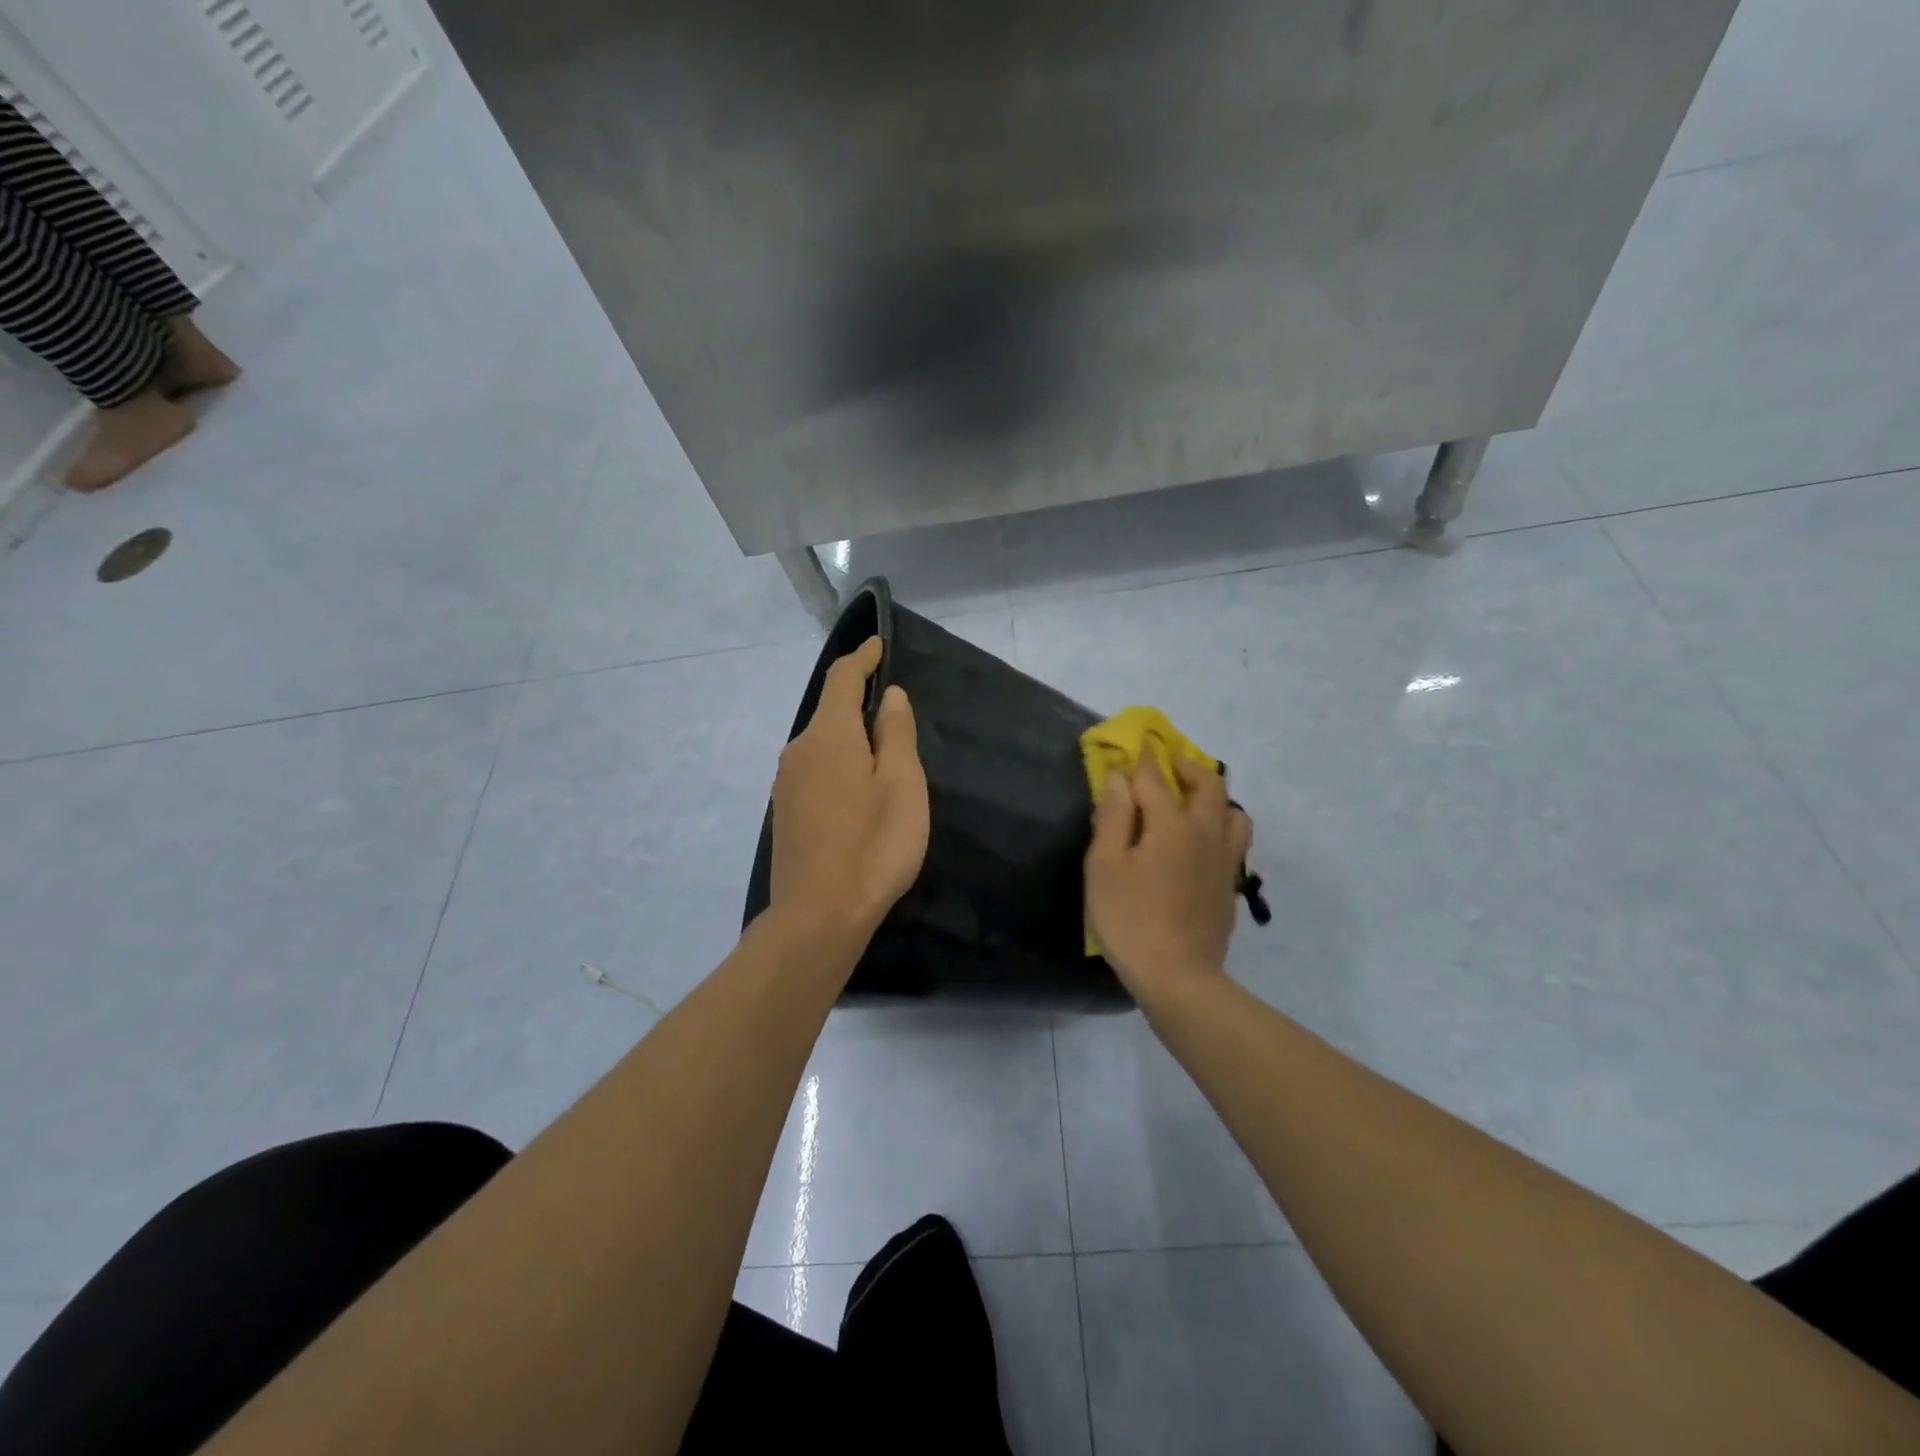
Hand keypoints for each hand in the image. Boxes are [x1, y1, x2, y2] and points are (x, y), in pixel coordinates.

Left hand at [769, 636, 929, 942]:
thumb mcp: (902, 784)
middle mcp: (799, 749)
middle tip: (896, 716)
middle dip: (859, 703)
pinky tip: (857, 790)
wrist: (818, 915)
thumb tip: (889, 696)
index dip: (862, 658)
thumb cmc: (873, 845)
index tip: (878, 646)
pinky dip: (838, 762)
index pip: (842, 678)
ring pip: (822, 742)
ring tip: (883, 757)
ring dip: (849, 738)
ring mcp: (786, 782)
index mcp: (829, 735)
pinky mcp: (785, 810)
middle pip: (829, 711)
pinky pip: (814, 768)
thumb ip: (896, 733)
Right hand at [1086, 756, 1252, 1002]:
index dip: (1142, 759)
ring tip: (1192, 802)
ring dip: (1214, 797)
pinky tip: (1201, 843)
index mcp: (1172, 824)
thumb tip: (1119, 778)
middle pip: (1208, 785)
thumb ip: (1113, 817)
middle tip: (1168, 764)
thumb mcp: (1105, 866)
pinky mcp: (1228, 886)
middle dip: (1187, 766)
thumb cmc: (1130, 919)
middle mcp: (1206, 833)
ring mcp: (1223, 861)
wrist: (1178, 977)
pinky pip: (1234, 842)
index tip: (1135, 744)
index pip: (1155, 778)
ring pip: (1233, 813)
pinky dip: (1220, 827)